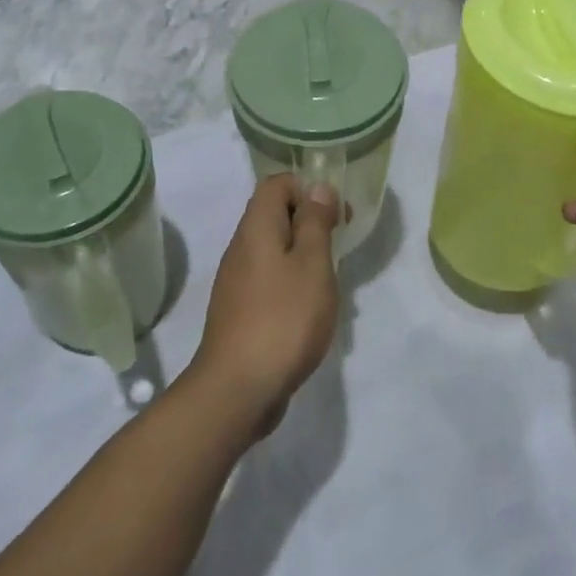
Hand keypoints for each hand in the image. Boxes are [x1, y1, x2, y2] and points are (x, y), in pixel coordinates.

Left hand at [191, 174, 339, 435]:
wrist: (237, 390)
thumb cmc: (284, 318)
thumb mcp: (312, 265)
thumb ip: (316, 223)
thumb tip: (318, 188)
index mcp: (256, 229)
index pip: (276, 184)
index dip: (308, 189)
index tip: (336, 214)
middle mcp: (241, 249)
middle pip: (274, 215)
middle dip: (310, 223)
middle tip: (339, 246)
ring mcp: (236, 283)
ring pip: (273, 251)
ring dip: (304, 257)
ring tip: (330, 283)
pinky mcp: (239, 313)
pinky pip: (269, 282)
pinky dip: (292, 285)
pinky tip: (310, 312)